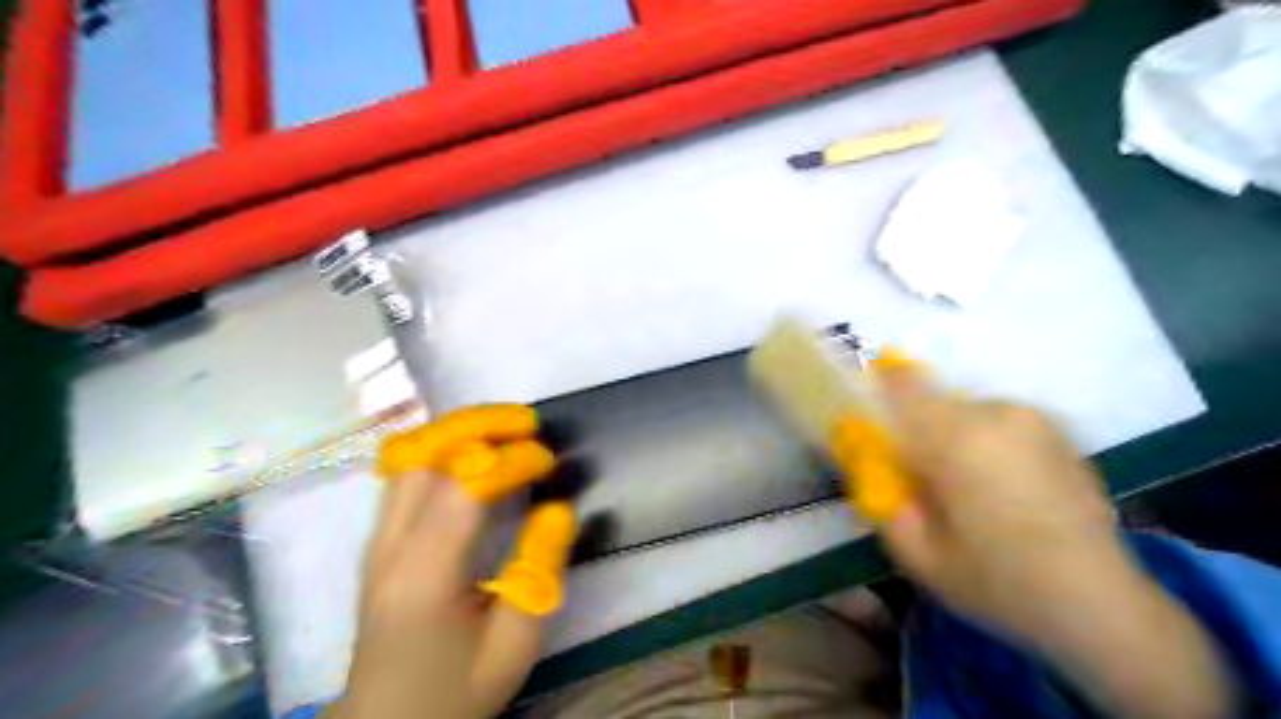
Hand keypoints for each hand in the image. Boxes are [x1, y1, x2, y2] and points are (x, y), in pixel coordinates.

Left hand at [326, 407, 575, 717]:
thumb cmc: (455, 690)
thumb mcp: (514, 643)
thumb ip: (538, 571)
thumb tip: (556, 508)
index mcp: (423, 574)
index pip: (464, 488)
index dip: (510, 462)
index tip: (549, 460)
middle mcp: (390, 545)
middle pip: (424, 455)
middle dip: (479, 425)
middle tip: (527, 423)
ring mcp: (378, 539)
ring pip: (410, 457)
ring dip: (460, 431)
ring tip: (506, 429)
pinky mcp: (381, 540)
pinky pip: (407, 473)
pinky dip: (443, 448)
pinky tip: (473, 452)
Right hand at [847, 365, 1123, 641]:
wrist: (1102, 606)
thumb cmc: (998, 582)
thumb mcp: (916, 553)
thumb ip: (879, 497)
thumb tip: (865, 459)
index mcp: (956, 439)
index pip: (903, 385)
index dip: (880, 388)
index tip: (875, 420)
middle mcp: (995, 415)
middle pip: (932, 403)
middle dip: (919, 433)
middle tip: (926, 482)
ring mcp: (1033, 420)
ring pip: (966, 413)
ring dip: (954, 440)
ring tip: (970, 492)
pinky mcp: (1058, 432)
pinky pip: (999, 424)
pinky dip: (988, 445)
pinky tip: (1005, 492)